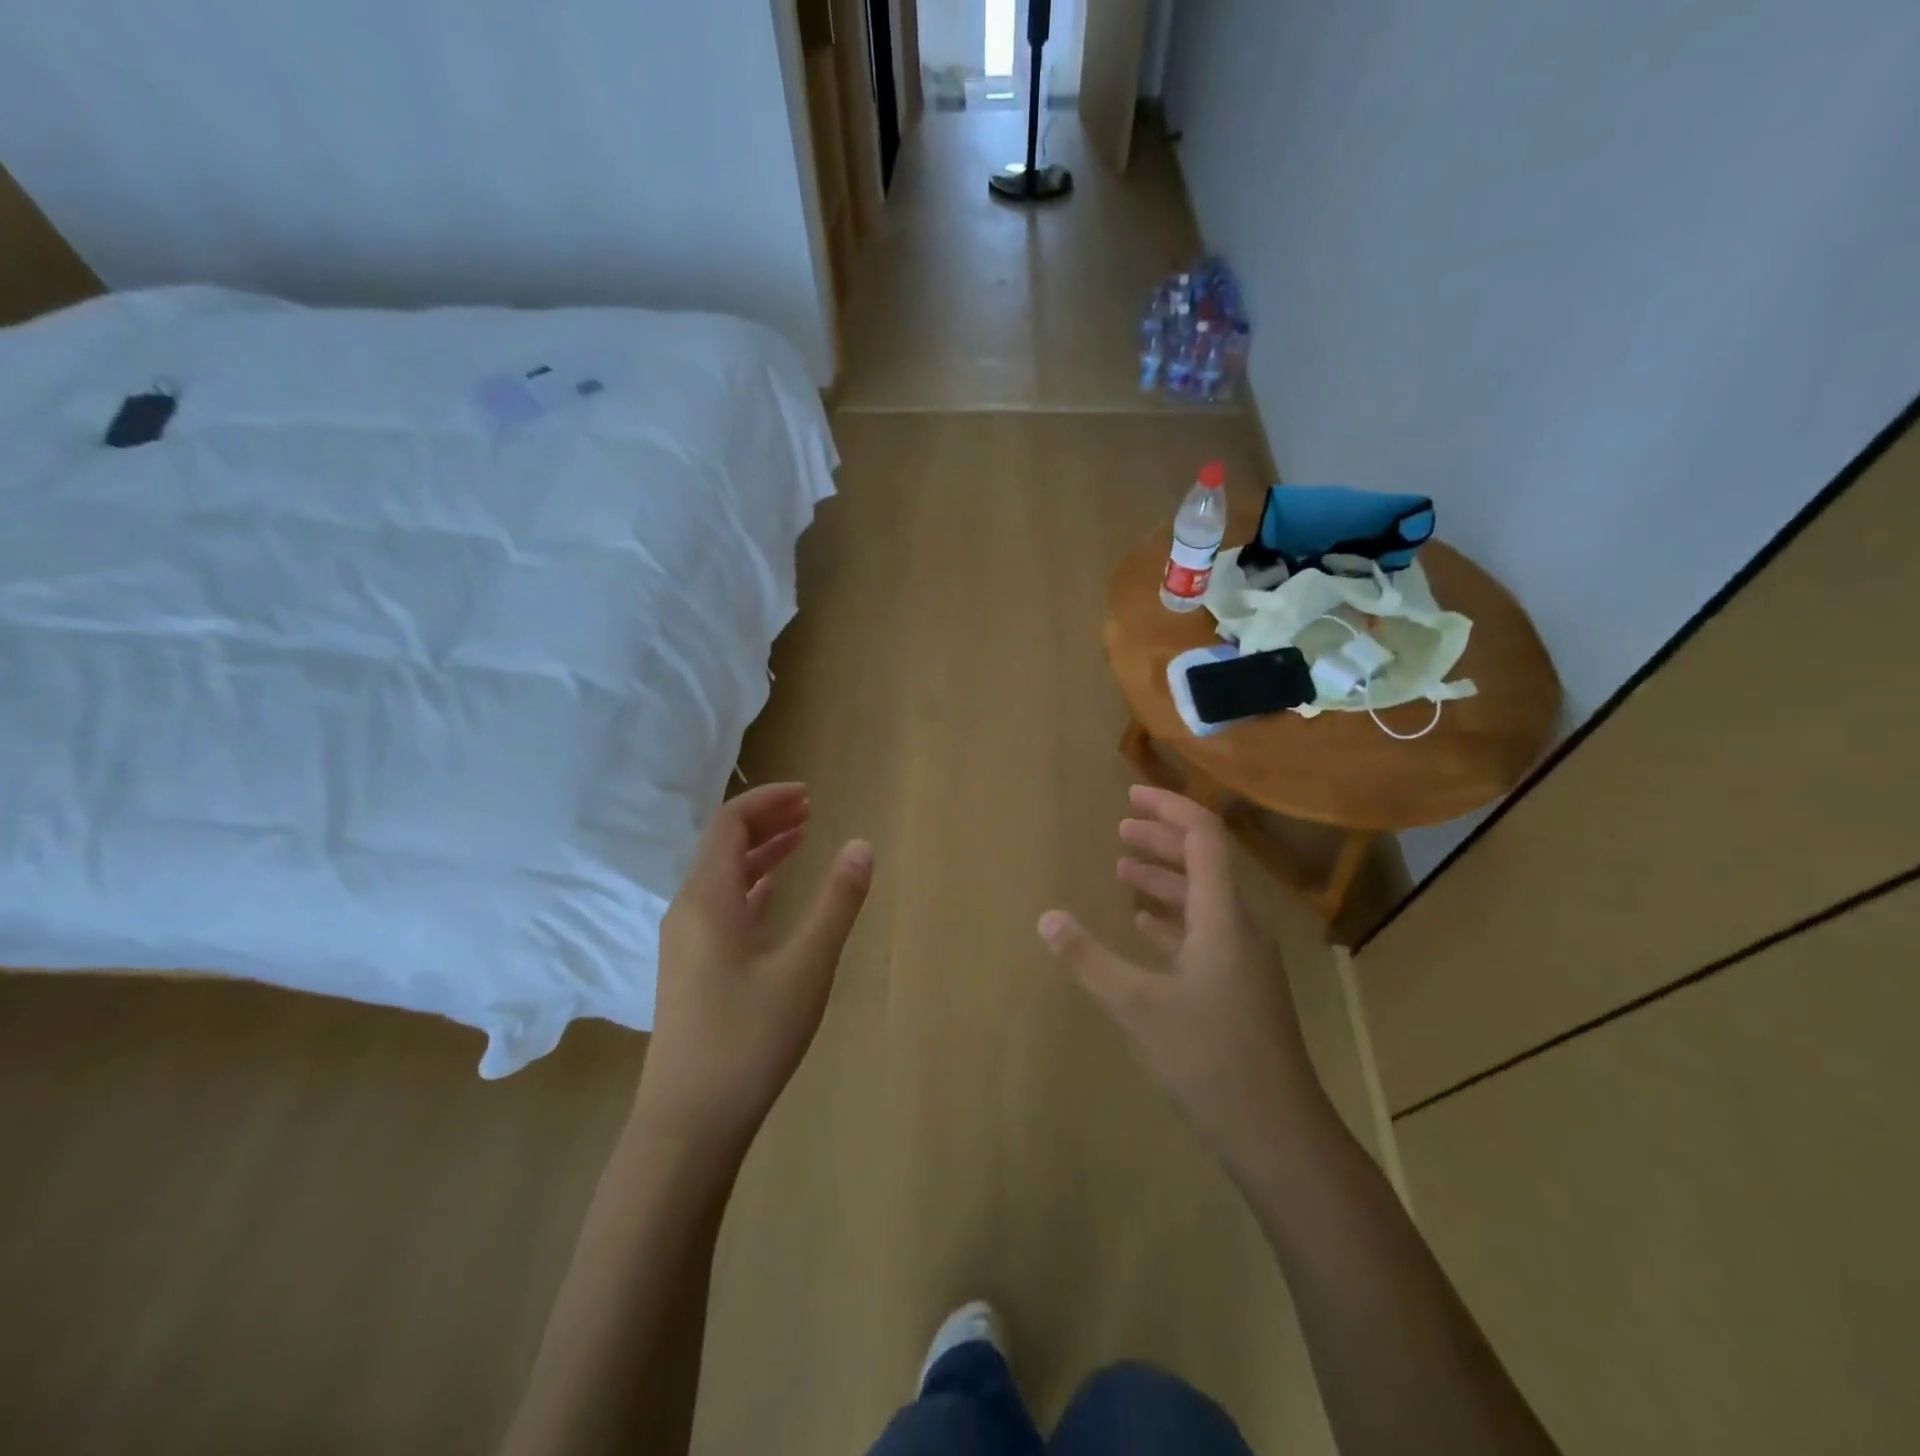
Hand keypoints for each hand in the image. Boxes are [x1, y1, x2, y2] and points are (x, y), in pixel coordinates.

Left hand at [642, 783, 872, 1149]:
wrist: (688, 1124)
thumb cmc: (749, 1038)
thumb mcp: (806, 967)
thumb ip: (836, 903)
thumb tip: (862, 846)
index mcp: (708, 899)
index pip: (730, 824)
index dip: (768, 800)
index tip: (809, 794)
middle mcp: (688, 911)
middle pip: (722, 846)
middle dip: (766, 821)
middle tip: (811, 811)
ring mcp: (685, 943)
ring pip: (722, 878)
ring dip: (760, 853)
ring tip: (801, 840)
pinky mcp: (691, 970)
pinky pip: (721, 907)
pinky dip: (752, 887)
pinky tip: (774, 895)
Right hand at [1037, 786, 1327, 1180]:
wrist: (1279, 1134)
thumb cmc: (1209, 1059)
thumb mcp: (1137, 1006)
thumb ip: (1088, 959)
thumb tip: (1046, 917)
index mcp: (1223, 917)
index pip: (1204, 838)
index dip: (1169, 810)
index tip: (1131, 798)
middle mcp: (1239, 927)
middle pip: (1204, 863)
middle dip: (1162, 841)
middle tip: (1120, 829)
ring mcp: (1244, 959)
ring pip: (1203, 900)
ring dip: (1165, 879)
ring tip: (1123, 871)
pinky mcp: (1240, 987)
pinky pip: (1205, 933)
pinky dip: (1173, 918)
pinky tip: (1145, 926)